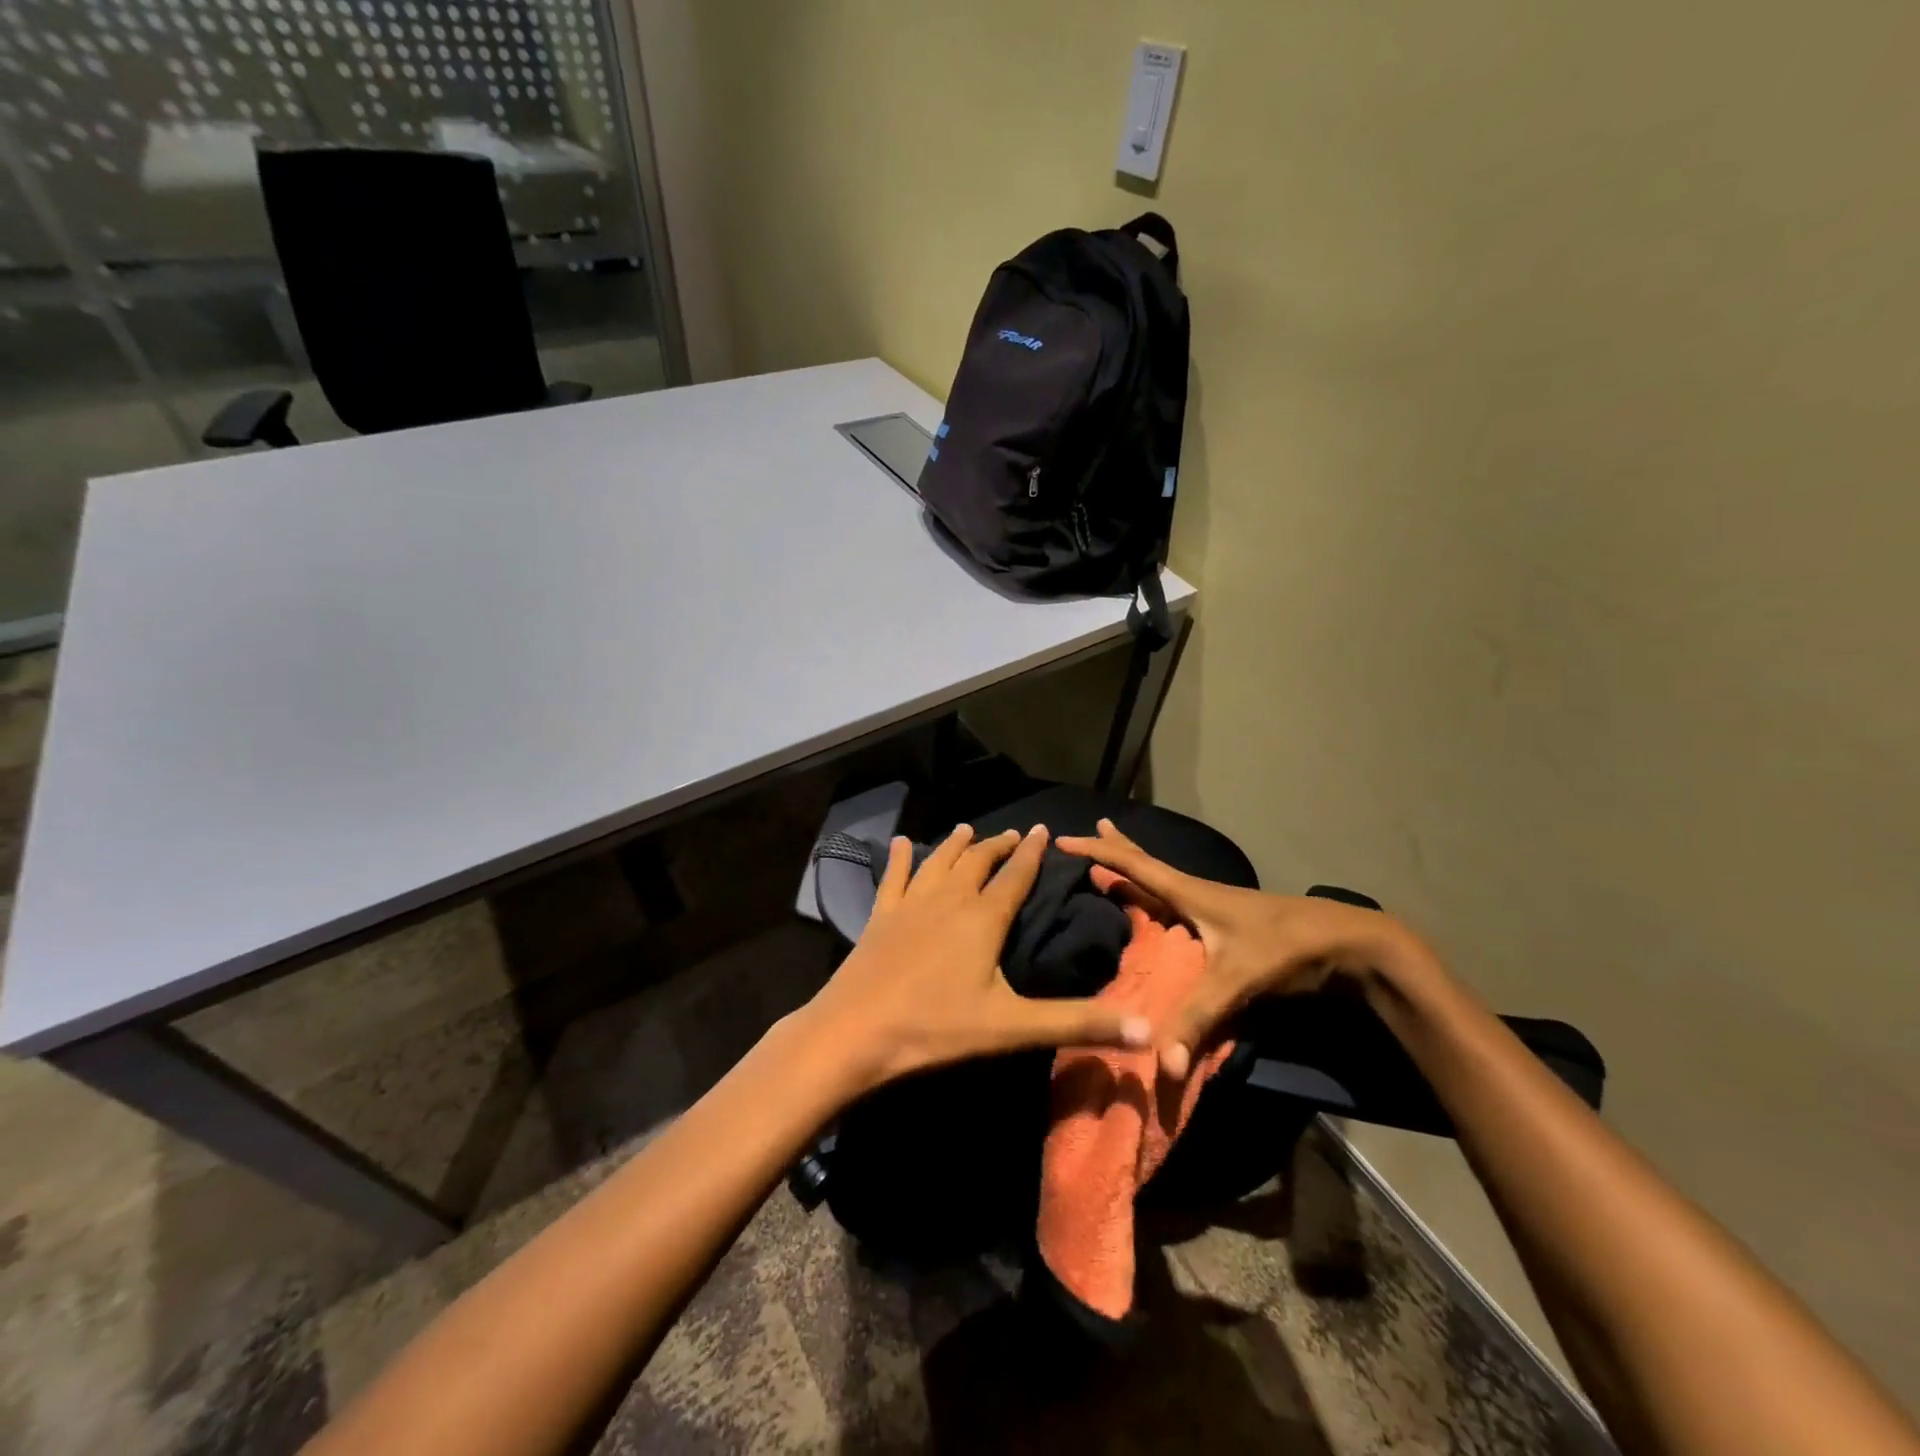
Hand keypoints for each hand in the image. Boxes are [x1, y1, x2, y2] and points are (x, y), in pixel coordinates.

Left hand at [805, 823, 1152, 1089]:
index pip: (1015, 876)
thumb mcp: (1013, 1028)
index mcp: (983, 918)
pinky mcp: (880, 915)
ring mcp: (910, 904)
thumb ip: (1077, 1023)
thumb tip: (1146, 1030)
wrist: (856, 1031)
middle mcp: (948, 899)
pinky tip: (899, 842)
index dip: (1032, 853)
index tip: (1043, 829)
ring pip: (938, 862)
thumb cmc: (936, 1028)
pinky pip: (893, 877)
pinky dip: (899, 858)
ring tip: (967, 829)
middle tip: (1013, 834)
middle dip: (998, 846)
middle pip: (978, 862)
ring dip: (955, 844)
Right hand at [1056, 819, 1421, 1078]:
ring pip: (1167, 883)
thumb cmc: (1288, 948)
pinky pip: (1182, 903)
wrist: (1352, 944)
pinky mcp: (1233, 926)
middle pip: (1149, 865)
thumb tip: (1162, 1064)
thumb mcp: (1238, 980)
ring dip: (1139, 870)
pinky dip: (1161, 897)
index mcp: (1191, 894)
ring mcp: (1218, 908)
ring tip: (1118, 864)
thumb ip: (1199, 1019)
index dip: (1099, 853)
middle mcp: (1200, 894)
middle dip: (1118, 849)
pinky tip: (1165, 910)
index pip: (1135, 866)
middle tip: (1092, 830)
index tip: (1064, 839)